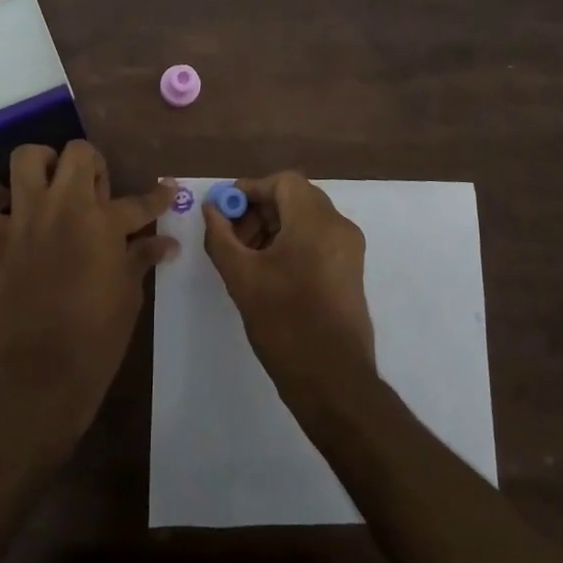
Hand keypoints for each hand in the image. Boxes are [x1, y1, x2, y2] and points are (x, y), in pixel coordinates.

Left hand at [0, 142, 177, 446]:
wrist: (41, 374)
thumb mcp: (129, 294)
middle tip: (95, 190)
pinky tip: (2, 200)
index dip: (158, 196)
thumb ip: (142, 257)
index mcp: (102, 223)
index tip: (166, 190)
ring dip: (41, 163)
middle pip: (78, 153)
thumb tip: (166, 243)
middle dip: (92, 163)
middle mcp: (63, 208)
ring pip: (26, 158)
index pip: (139, 201)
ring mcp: (23, 220)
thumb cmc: (96, 337)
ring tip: (50, 184)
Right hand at [202, 172, 376, 408]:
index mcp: (316, 221)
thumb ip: (221, 235)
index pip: (283, 182)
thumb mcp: (241, 276)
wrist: (333, 380)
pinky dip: (292, 242)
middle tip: (232, 235)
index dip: (251, 190)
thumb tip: (211, 208)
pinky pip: (318, 238)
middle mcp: (339, 226)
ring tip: (246, 255)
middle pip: (295, 198)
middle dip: (260, 210)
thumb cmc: (284, 322)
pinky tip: (268, 270)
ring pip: (306, 218)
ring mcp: (349, 249)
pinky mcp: (351, 270)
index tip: (225, 210)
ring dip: (274, 226)